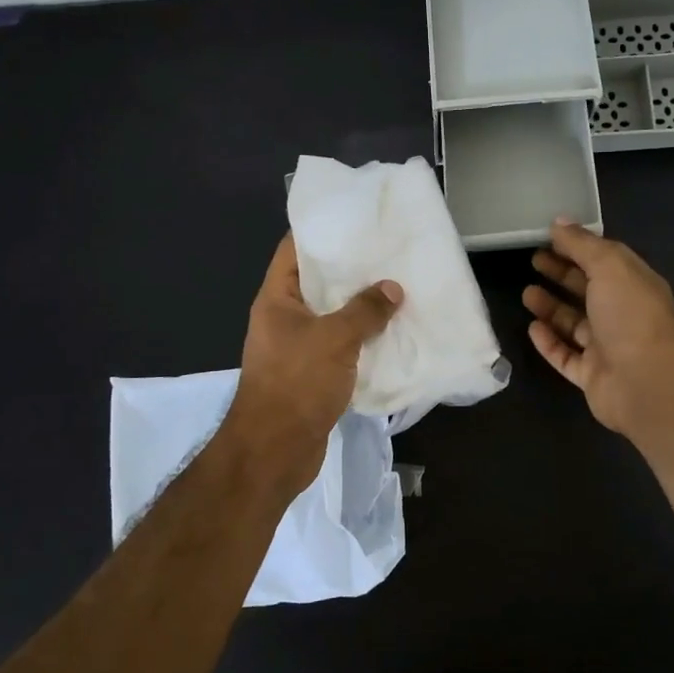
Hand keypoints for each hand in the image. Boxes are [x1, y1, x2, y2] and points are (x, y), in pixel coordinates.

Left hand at [221, 233, 402, 495]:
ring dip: (361, 307)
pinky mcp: (313, 374)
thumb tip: (392, 289)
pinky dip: (363, 339)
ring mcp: (298, 347)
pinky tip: (393, 332)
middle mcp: (284, 319)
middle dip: (351, 270)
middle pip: (318, 283)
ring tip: (398, 288)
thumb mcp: (334, 340)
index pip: (293, 250)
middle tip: (388, 253)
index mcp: (277, 299)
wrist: (275, 451)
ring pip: (333, 316)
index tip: (356, 220)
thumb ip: (365, 311)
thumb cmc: (296, 384)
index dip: (321, 232)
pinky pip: (341, 346)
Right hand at [523, 220, 673, 440]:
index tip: (547, 237)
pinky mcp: (592, 376)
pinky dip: (549, 342)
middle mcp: (623, 314)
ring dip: (551, 307)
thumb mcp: (609, 266)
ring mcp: (608, 348)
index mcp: (634, 284)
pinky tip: (532, 328)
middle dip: (562, 273)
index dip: (577, 247)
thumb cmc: (630, 315)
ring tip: (526, 293)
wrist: (646, 383)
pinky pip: (566, 356)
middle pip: (588, 290)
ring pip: (575, 324)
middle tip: (532, 260)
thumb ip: (582, 244)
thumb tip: (559, 221)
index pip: (603, 260)